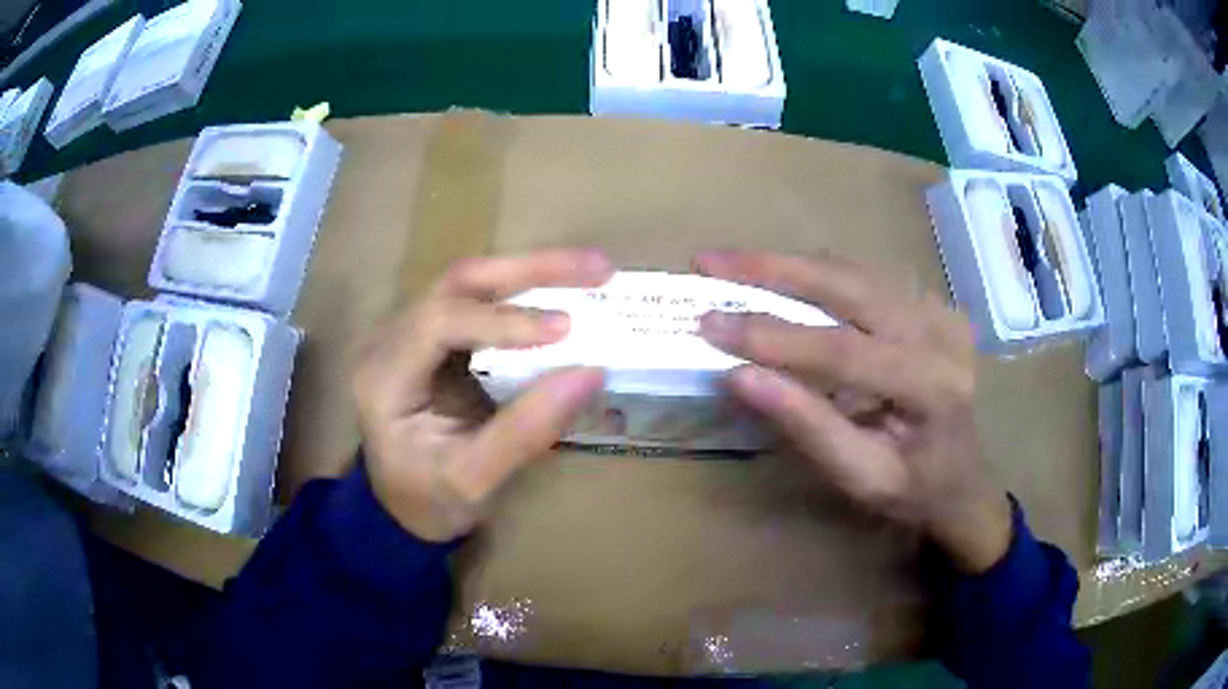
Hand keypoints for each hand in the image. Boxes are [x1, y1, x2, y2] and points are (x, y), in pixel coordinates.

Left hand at [353, 250, 611, 541]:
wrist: (404, 506)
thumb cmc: (430, 500)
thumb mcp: (474, 480)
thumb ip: (525, 431)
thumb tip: (591, 374)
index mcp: (383, 378)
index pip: (440, 323)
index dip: (503, 320)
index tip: (567, 328)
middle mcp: (388, 340)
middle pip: (457, 283)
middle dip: (529, 269)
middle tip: (597, 268)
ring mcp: (408, 331)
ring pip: (470, 281)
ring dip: (531, 271)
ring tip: (592, 270)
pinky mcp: (431, 335)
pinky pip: (479, 299)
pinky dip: (525, 292)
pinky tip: (564, 290)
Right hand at [695, 251, 1011, 573]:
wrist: (963, 480)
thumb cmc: (913, 490)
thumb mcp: (859, 477)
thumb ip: (806, 426)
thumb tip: (739, 377)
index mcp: (931, 385)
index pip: (843, 349)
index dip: (773, 336)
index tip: (709, 324)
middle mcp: (939, 333)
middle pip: (850, 283)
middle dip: (774, 268)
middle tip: (711, 261)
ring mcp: (937, 311)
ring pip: (855, 269)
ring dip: (791, 264)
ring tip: (735, 265)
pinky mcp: (929, 304)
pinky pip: (866, 277)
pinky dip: (817, 273)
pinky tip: (782, 277)